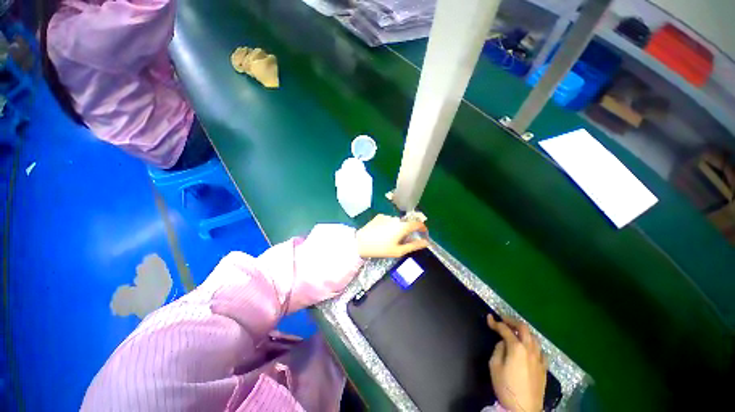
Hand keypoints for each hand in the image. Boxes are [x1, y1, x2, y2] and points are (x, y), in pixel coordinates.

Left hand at [356, 215, 428, 257]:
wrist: (360, 243)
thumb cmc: (381, 249)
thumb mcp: (399, 251)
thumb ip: (414, 245)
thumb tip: (426, 242)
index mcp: (402, 227)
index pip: (418, 223)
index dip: (423, 228)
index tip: (424, 233)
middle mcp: (396, 218)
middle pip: (407, 222)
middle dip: (409, 230)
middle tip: (404, 240)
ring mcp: (387, 216)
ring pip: (397, 222)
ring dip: (398, 228)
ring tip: (390, 238)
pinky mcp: (379, 216)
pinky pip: (389, 220)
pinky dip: (389, 225)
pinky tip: (383, 233)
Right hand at [487, 315, 546, 411]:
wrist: (524, 409)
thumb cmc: (506, 386)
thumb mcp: (494, 366)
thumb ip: (498, 349)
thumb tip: (503, 343)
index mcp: (516, 347)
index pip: (505, 329)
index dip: (495, 322)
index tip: (489, 317)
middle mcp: (529, 349)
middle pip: (523, 328)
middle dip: (512, 321)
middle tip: (503, 320)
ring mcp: (539, 358)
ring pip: (534, 337)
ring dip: (523, 331)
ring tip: (515, 332)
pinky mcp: (544, 367)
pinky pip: (540, 350)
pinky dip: (533, 345)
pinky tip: (529, 348)